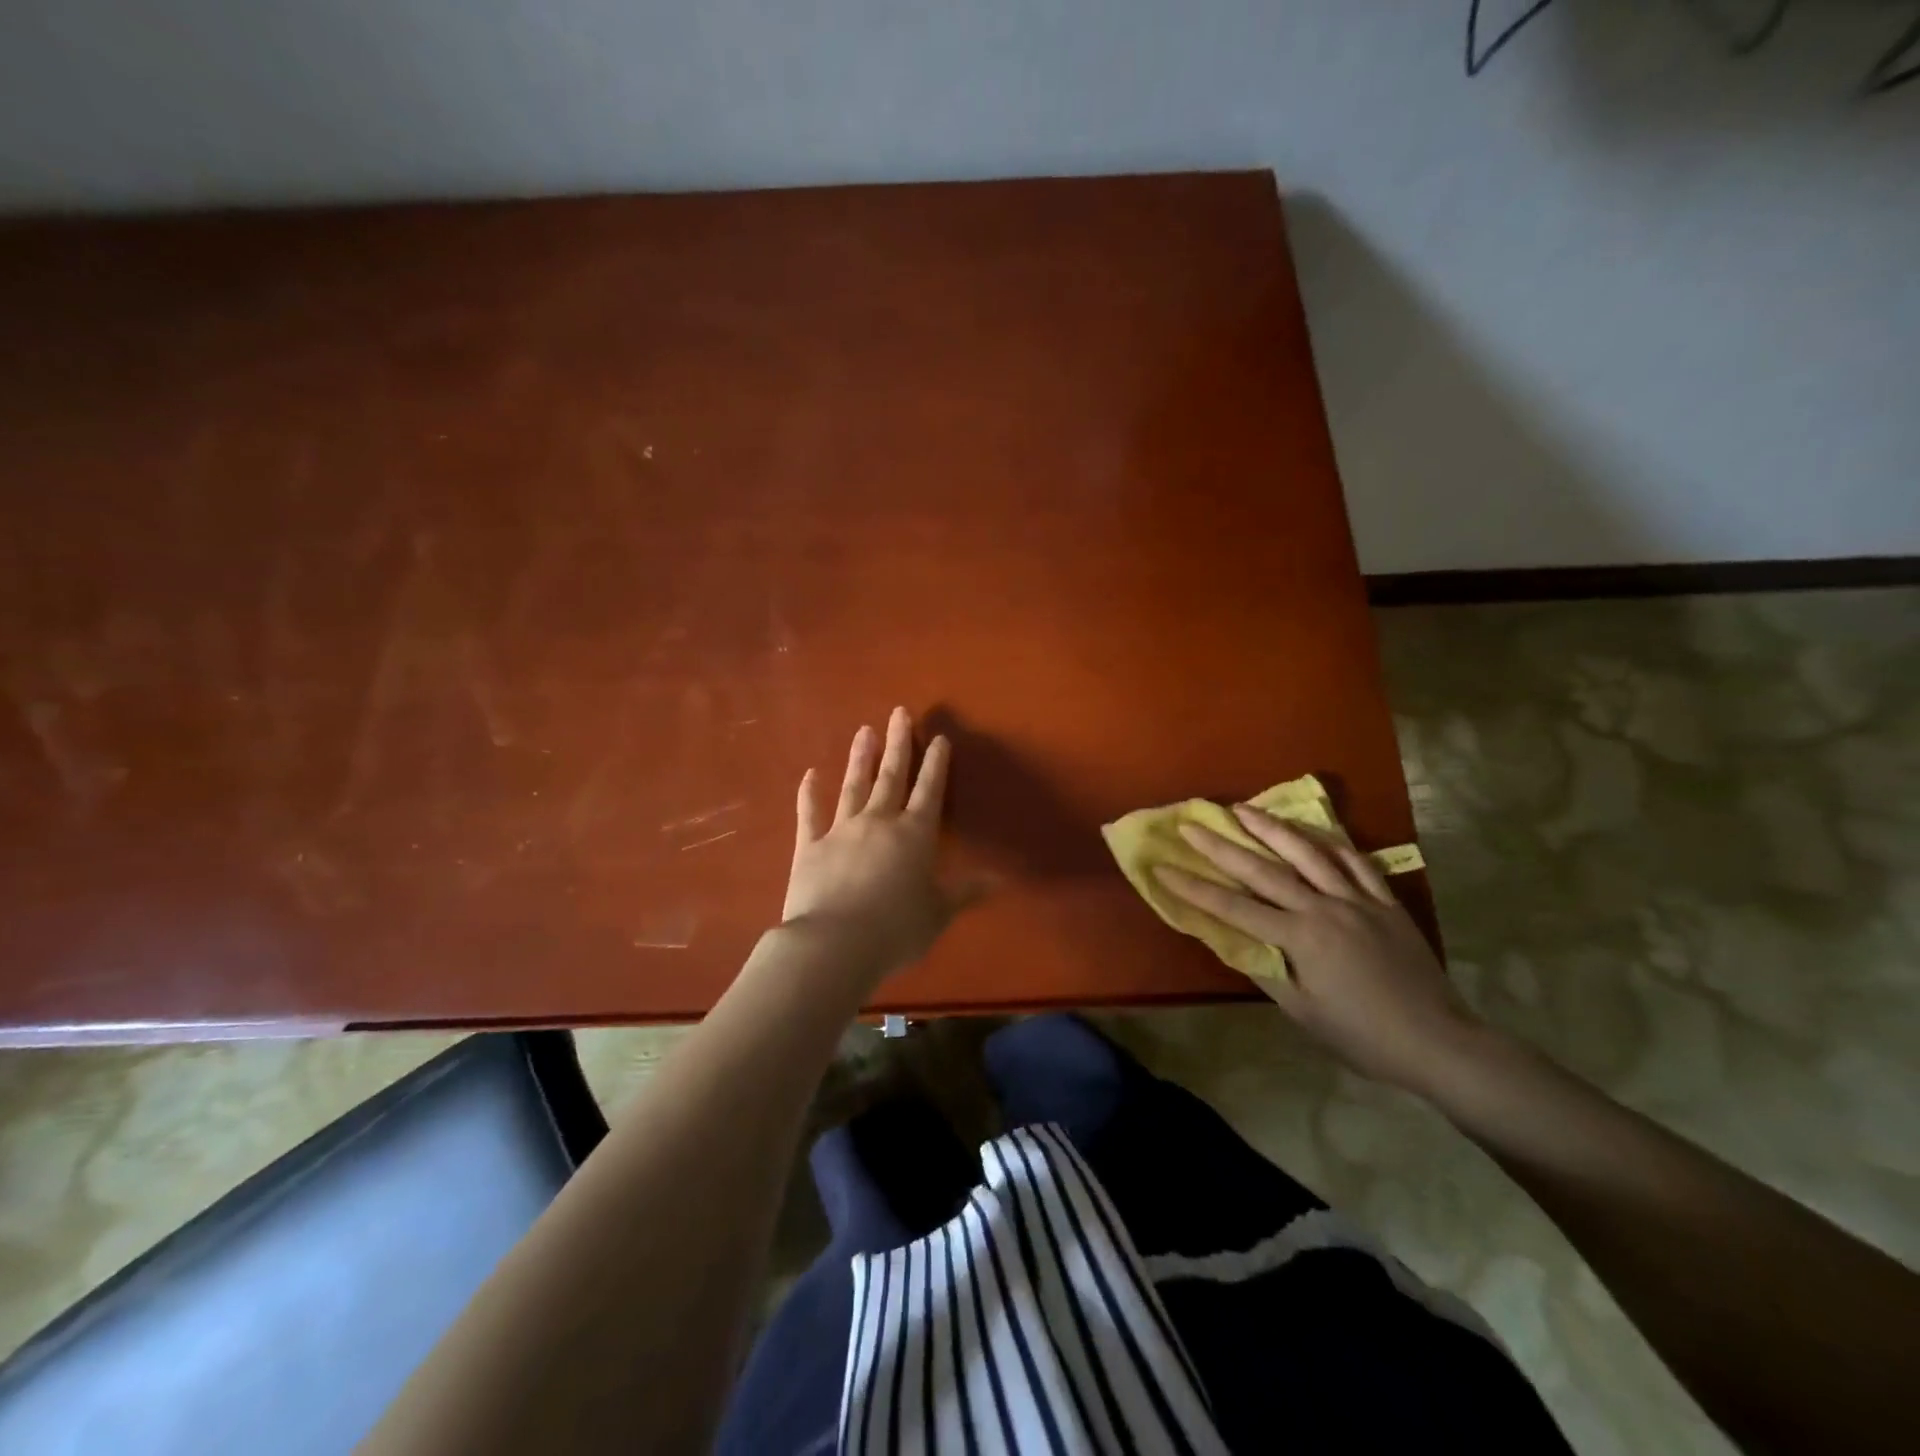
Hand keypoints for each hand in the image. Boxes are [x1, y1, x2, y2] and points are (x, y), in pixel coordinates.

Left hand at [781, 707, 979, 987]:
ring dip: (859, 758)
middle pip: (891, 776)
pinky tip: (809, 774)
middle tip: (899, 712)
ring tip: (864, 730)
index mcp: (914, 835)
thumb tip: (998, 879)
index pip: (929, 791)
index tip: (939, 738)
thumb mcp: (938, 913)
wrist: (835, 944)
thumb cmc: (895, 930)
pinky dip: (809, 794)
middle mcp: (879, 823)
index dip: (936, 764)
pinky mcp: (810, 847)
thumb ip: (964, 892)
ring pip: (853, 786)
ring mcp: (841, 830)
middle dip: (898, 744)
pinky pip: (810, 814)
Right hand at [1153, 805, 1482, 1096]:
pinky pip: (1356, 862)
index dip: (1194, 888)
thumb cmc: (1362, 1035)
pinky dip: (1331, 842)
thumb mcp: (1303, 1012)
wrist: (1438, 1042)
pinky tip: (1313, 831)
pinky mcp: (1385, 902)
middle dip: (1222, 845)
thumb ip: (1265, 970)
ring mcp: (1357, 900)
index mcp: (1299, 938)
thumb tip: (1230, 939)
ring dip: (1272, 828)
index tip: (1162, 868)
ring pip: (1309, 853)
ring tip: (1244, 808)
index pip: (1233, 907)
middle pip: (1264, 869)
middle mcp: (1324, 908)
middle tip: (1192, 823)